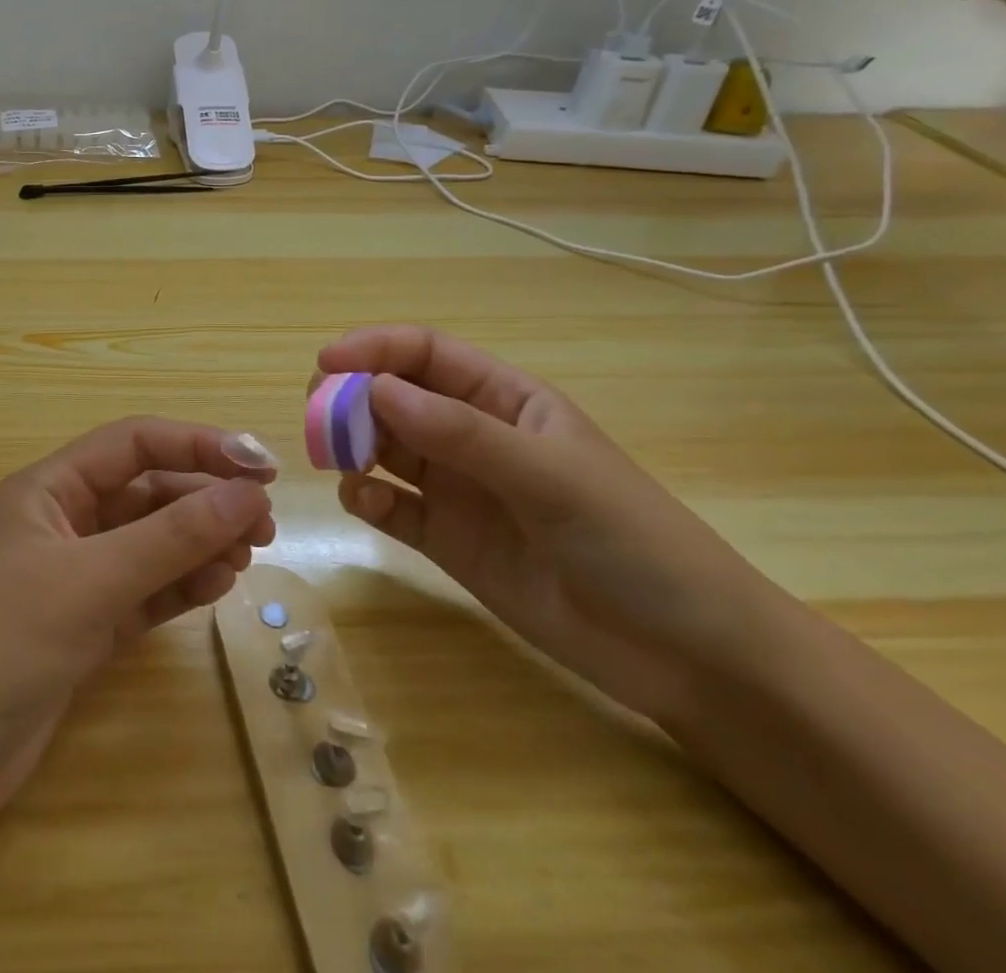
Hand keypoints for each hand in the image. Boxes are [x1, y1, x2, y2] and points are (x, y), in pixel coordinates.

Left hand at [0, 417, 276, 863]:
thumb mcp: (88, 584)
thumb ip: (170, 538)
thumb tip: (247, 492)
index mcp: (48, 490)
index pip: (134, 443)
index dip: (197, 445)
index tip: (259, 467)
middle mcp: (62, 524)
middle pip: (146, 491)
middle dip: (204, 498)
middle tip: (262, 524)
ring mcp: (71, 580)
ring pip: (149, 543)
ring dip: (197, 542)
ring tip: (246, 557)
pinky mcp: (80, 631)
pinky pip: (143, 592)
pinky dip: (179, 586)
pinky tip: (216, 588)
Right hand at [317, 326, 793, 728]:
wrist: (687, 656)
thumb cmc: (632, 541)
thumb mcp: (549, 476)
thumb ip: (460, 433)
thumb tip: (374, 389)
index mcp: (504, 401)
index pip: (426, 354)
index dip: (375, 349)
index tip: (327, 364)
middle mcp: (472, 436)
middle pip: (395, 398)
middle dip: (352, 398)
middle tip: (318, 414)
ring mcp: (458, 489)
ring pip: (384, 449)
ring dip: (353, 446)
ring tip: (337, 460)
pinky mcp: (446, 540)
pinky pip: (391, 506)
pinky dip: (366, 499)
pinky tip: (364, 504)